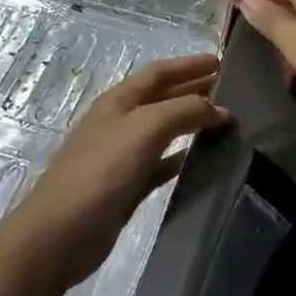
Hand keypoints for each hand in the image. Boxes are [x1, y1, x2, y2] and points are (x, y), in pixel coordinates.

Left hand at [0, 54, 227, 294]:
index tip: (222, 62)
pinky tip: (204, 160)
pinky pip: (161, 165)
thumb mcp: (144, 129)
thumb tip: (221, 110)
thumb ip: (184, 111)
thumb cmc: (101, 172)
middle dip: (194, 91)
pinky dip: (182, 158)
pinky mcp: (128, 187)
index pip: (158, 73)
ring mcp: (123, 157)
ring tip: (227, 123)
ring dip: (192, 124)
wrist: (61, 233)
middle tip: (233, 92)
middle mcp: (120, 123)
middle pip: (162, 99)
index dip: (188, 65)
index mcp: (118, 101)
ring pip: (164, 132)